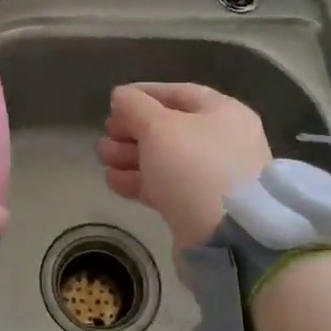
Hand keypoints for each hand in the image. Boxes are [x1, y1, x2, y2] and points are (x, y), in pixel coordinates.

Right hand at [97, 83, 271, 248]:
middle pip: (169, 127)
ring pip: (164, 159)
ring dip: (130, 155)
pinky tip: (113, 180)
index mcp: (224, 113)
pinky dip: (139, 181)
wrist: (227, 237)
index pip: (179, 93)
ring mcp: (212, 177)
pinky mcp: (199, 207)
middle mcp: (223, 141)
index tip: (114, 100)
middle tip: (106, 134)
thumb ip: (135, 107)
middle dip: (132, 129)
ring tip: (102, 158)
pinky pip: (165, 186)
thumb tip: (121, 96)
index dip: (144, 93)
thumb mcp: (159, 127)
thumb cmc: (195, 167)